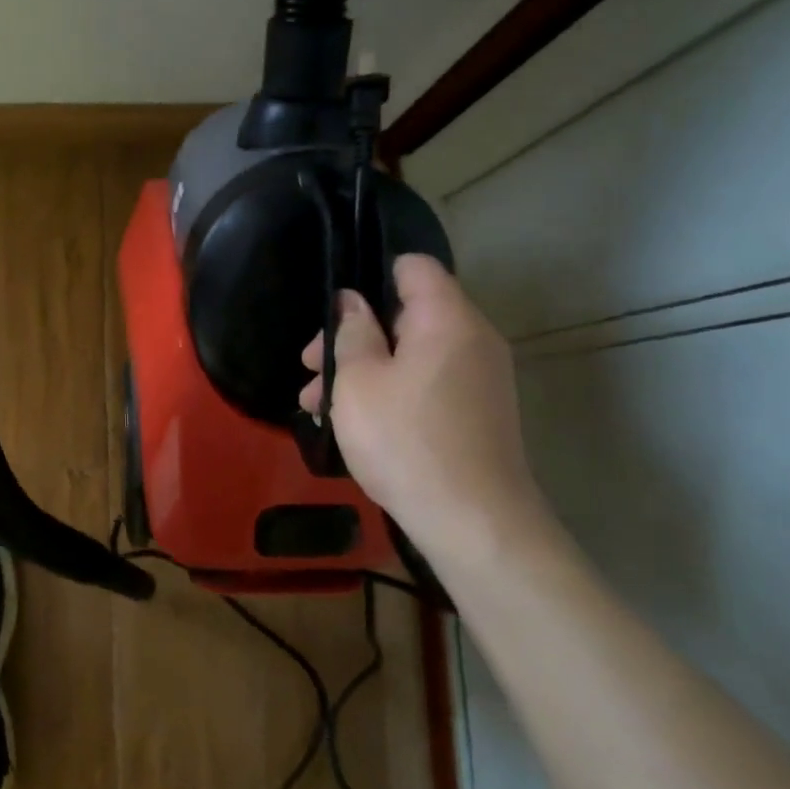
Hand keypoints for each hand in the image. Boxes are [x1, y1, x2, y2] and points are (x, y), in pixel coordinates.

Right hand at [301, 255, 546, 557]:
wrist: (473, 522)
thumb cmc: (405, 440)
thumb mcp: (358, 381)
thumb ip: (352, 331)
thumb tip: (353, 301)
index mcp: (447, 319)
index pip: (413, 266)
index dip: (370, 275)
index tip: (332, 309)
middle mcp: (472, 339)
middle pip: (406, 314)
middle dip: (353, 334)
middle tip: (310, 366)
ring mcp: (479, 378)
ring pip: (411, 353)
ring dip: (364, 369)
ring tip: (316, 404)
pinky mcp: (477, 411)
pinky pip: (426, 382)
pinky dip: (390, 391)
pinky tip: (352, 423)